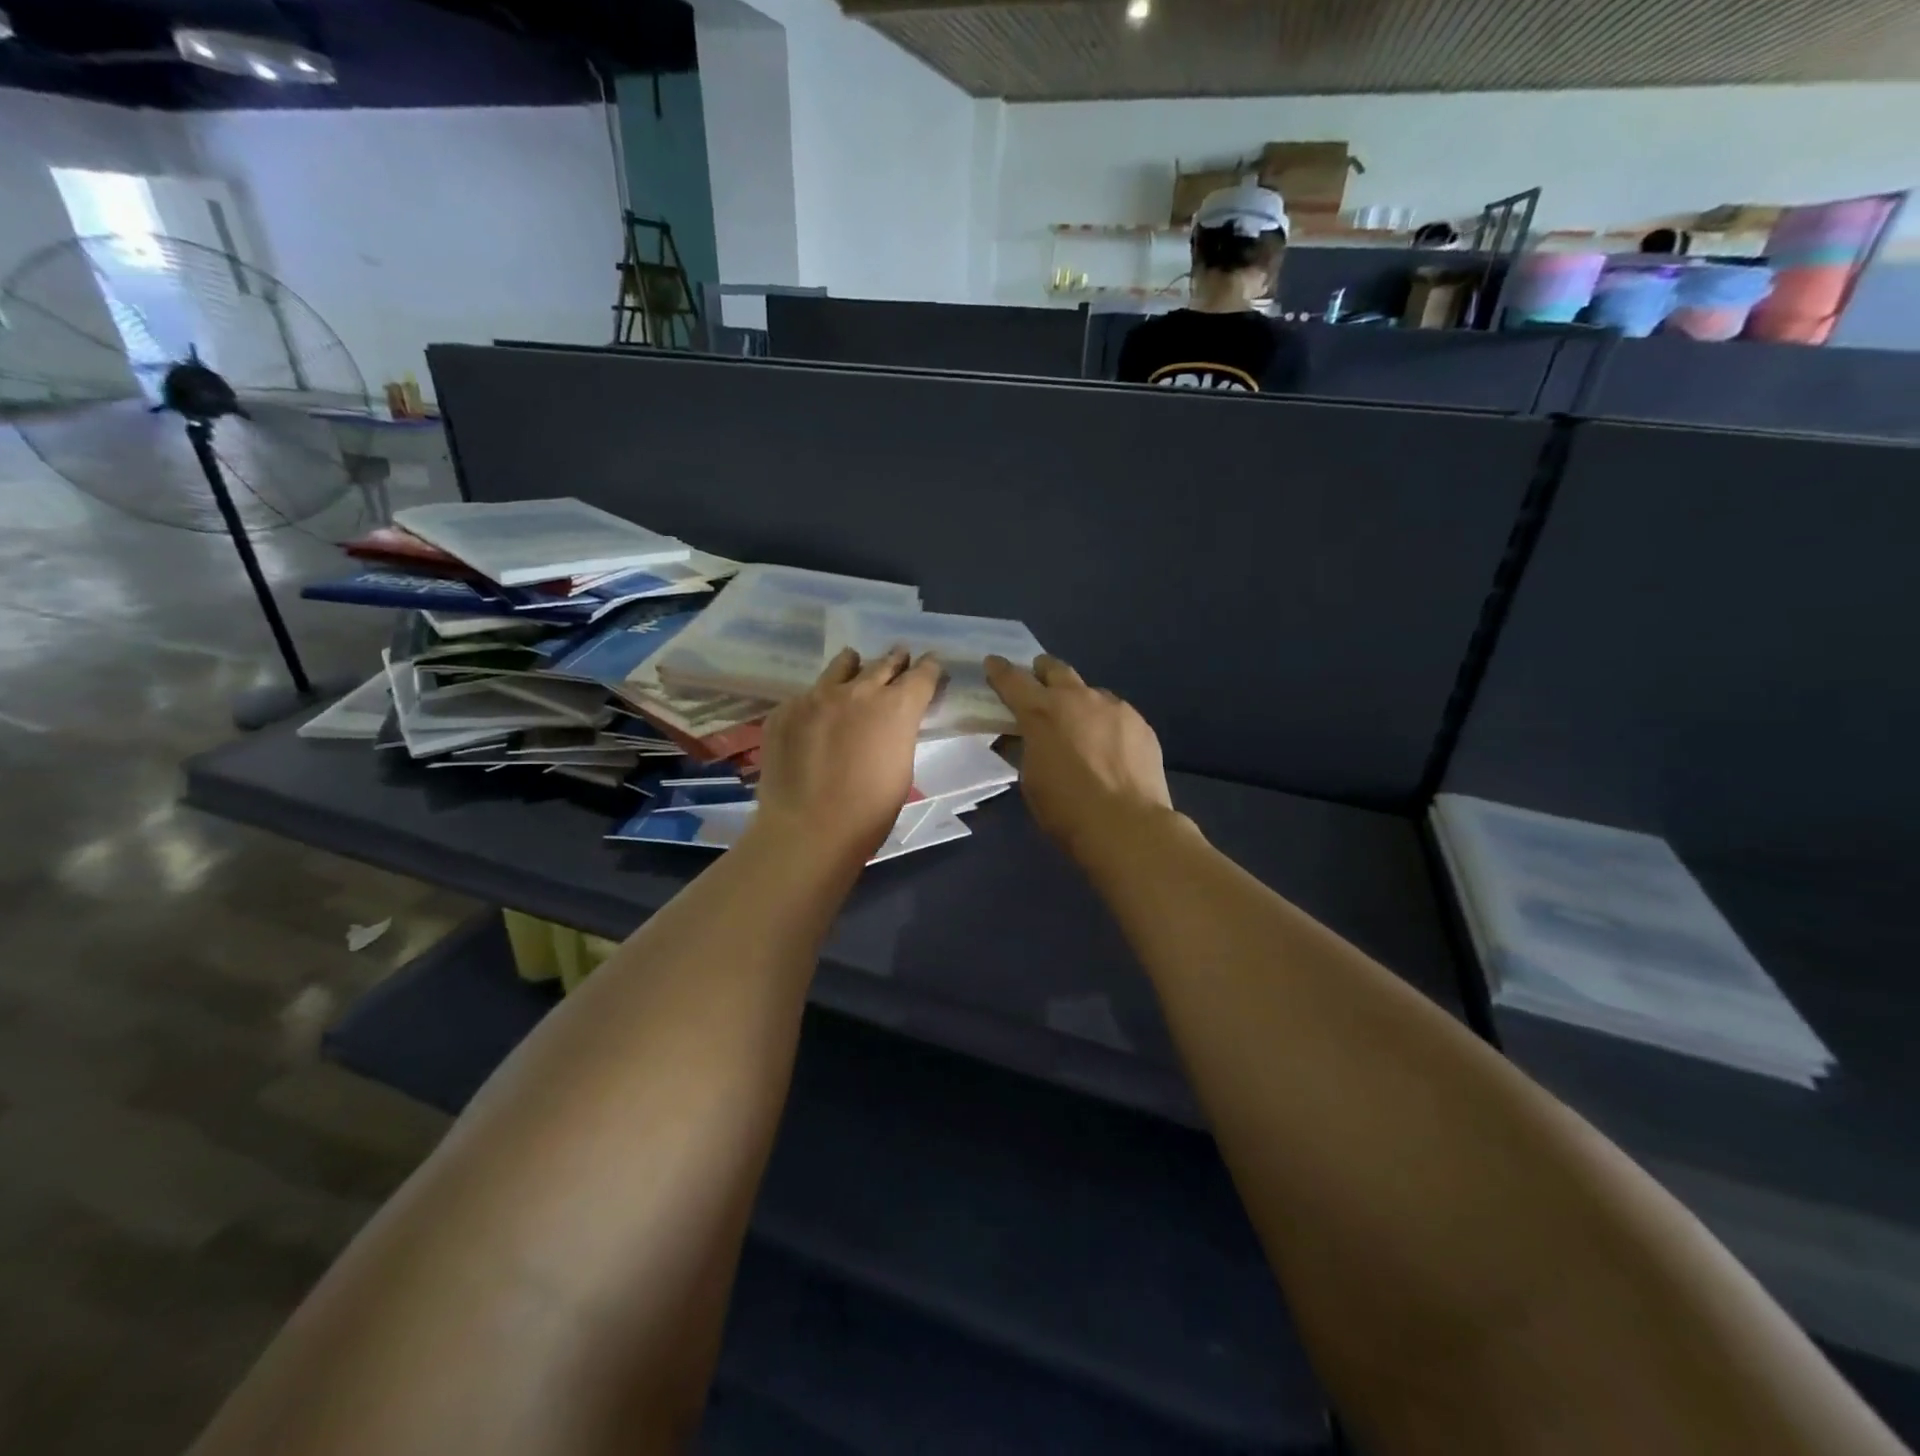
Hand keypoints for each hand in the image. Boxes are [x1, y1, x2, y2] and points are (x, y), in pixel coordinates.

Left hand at [752, 648, 942, 863]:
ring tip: (854, 662)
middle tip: (900, 654)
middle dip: (895, 660)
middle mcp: (858, 691)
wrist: (806, 830)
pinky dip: (818, 701)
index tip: (932, 663)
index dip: (930, 667)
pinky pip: (807, 696)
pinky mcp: (785, 711)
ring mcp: (816, 697)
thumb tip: (891, 724)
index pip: (921, 674)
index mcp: (896, 708)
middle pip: (882, 663)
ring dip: (854, 666)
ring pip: (841, 667)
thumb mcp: (901, 770)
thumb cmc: (868, 813)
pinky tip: (816, 716)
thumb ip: (898, 735)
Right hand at [984, 654, 1173, 860]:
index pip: (1013, 680)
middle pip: (1055, 669)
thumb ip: (1028, 749)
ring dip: (1079, 702)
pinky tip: (1110, 749)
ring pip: (1090, 692)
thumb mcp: (1031, 780)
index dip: (999, 670)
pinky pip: (1116, 714)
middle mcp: (1078, 698)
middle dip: (1043, 672)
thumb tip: (1028, 740)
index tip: (993, 663)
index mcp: (1042, 712)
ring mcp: (1114, 707)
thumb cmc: (1067, 809)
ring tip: (1081, 728)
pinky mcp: (1140, 723)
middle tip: (1039, 685)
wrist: (1127, 826)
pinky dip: (1106, 724)